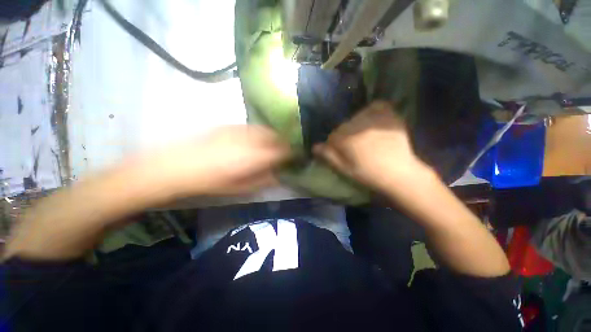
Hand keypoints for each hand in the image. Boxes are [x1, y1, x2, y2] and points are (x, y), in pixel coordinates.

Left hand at [146, 125, 290, 196]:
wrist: (180, 165)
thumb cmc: (212, 182)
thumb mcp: (240, 188)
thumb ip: (263, 180)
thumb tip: (278, 175)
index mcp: (255, 157)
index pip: (282, 152)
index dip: (291, 154)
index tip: (294, 157)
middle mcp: (251, 140)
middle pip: (276, 137)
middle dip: (284, 143)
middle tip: (285, 151)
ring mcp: (241, 130)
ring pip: (265, 129)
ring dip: (273, 136)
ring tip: (273, 144)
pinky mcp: (230, 126)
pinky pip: (252, 127)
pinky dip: (260, 132)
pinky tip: (257, 138)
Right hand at [313, 101, 429, 193]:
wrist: (398, 173)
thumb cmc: (368, 174)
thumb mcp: (344, 169)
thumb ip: (328, 156)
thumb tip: (314, 146)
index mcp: (346, 139)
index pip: (332, 136)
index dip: (334, 145)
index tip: (342, 153)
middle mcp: (357, 125)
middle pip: (343, 126)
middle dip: (345, 136)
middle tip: (355, 147)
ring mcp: (374, 119)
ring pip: (357, 117)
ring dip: (357, 125)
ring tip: (366, 137)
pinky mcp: (389, 115)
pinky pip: (377, 106)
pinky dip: (373, 111)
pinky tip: (374, 123)